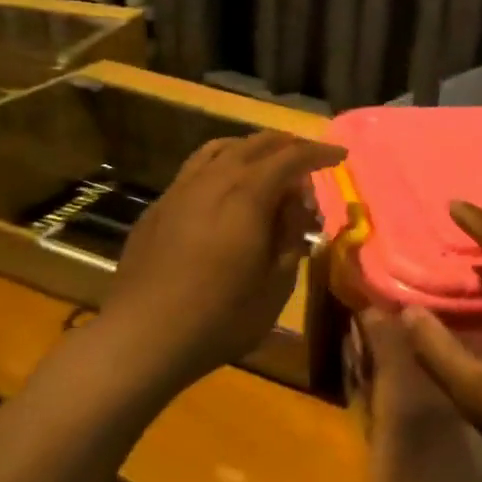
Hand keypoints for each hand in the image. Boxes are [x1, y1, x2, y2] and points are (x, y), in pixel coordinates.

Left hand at [101, 130, 344, 381]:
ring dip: (250, 148)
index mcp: (247, 195)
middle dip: (287, 145)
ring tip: (267, 161)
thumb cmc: (220, 317)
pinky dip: (221, 165)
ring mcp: (180, 190)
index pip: (291, 157)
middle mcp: (213, 180)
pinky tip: (224, 188)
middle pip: (255, 144)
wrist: (141, 336)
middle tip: (308, 156)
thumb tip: (295, 209)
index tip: (340, 157)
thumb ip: (290, 238)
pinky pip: (196, 169)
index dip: (318, 153)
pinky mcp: (158, 207)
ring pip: (220, 150)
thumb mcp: (276, 285)